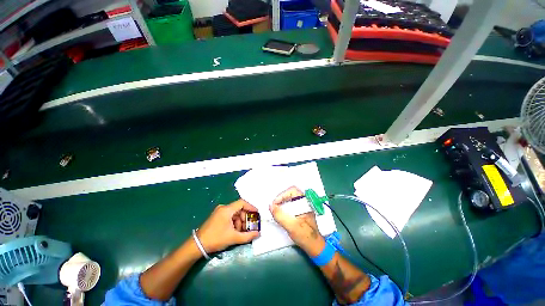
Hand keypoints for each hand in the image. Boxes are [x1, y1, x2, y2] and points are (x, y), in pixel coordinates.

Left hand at [197, 199, 259, 252]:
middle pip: (239, 208)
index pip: (242, 203)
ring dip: (240, 221)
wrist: (197, 245)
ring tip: (241, 231)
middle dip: (245, 217)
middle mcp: (223, 208)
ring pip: (234, 213)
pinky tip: (235, 231)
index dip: (251, 207)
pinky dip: (234, 222)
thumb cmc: (216, 239)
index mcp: (227, 209)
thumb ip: (247, 236)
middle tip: (249, 226)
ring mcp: (219, 212)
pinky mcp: (217, 216)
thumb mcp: (233, 238)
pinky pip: (229, 216)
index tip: (257, 213)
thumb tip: (258, 233)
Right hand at [269, 187, 324, 255]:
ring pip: (290, 198)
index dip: (282, 195)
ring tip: (276, 210)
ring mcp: (303, 206)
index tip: (275, 204)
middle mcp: (305, 202)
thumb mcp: (291, 226)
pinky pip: (291, 204)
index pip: (293, 190)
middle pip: (290, 193)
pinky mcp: (300, 211)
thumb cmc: (306, 236)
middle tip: (274, 206)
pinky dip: (284, 207)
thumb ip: (280, 215)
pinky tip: (281, 213)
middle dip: (281, 198)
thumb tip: (271, 206)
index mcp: (305, 202)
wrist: (314, 246)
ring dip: (282, 202)